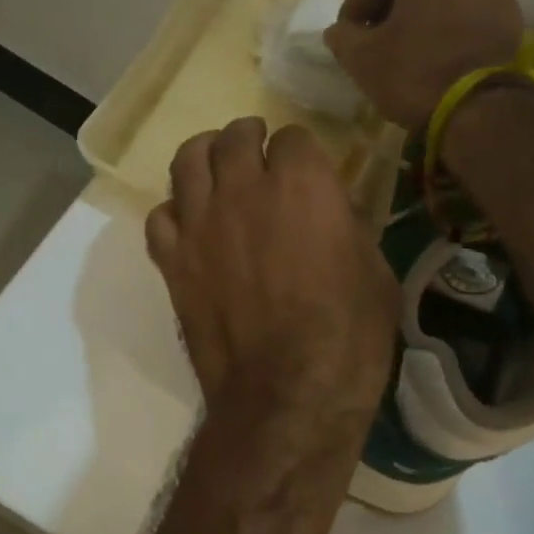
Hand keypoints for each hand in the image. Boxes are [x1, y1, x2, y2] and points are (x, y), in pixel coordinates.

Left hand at [147, 118, 398, 421]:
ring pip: (187, 161)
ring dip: (205, 157)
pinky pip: (159, 216)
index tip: (306, 169)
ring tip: (215, 168)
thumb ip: (348, 228)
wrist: (287, 395)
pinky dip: (173, 213)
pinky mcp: (172, 262)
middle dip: (249, 139)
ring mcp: (200, 225)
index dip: (301, 152)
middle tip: (257, 154)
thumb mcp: (375, 273)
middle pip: (234, 137)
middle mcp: (243, 190)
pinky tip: (189, 225)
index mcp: (302, 184)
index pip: (293, 137)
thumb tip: (333, 215)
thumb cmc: (348, 337)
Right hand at [325, 0, 524, 129]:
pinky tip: (435, 54)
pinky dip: (449, 27)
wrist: (478, 108)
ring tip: (406, 49)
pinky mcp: (512, 14)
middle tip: (374, 40)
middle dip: (393, 7)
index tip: (345, 35)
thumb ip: (344, 37)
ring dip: (423, 15)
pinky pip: (468, 13)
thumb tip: (338, 31)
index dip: (356, 9)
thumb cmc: (414, 70)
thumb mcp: (363, 58)